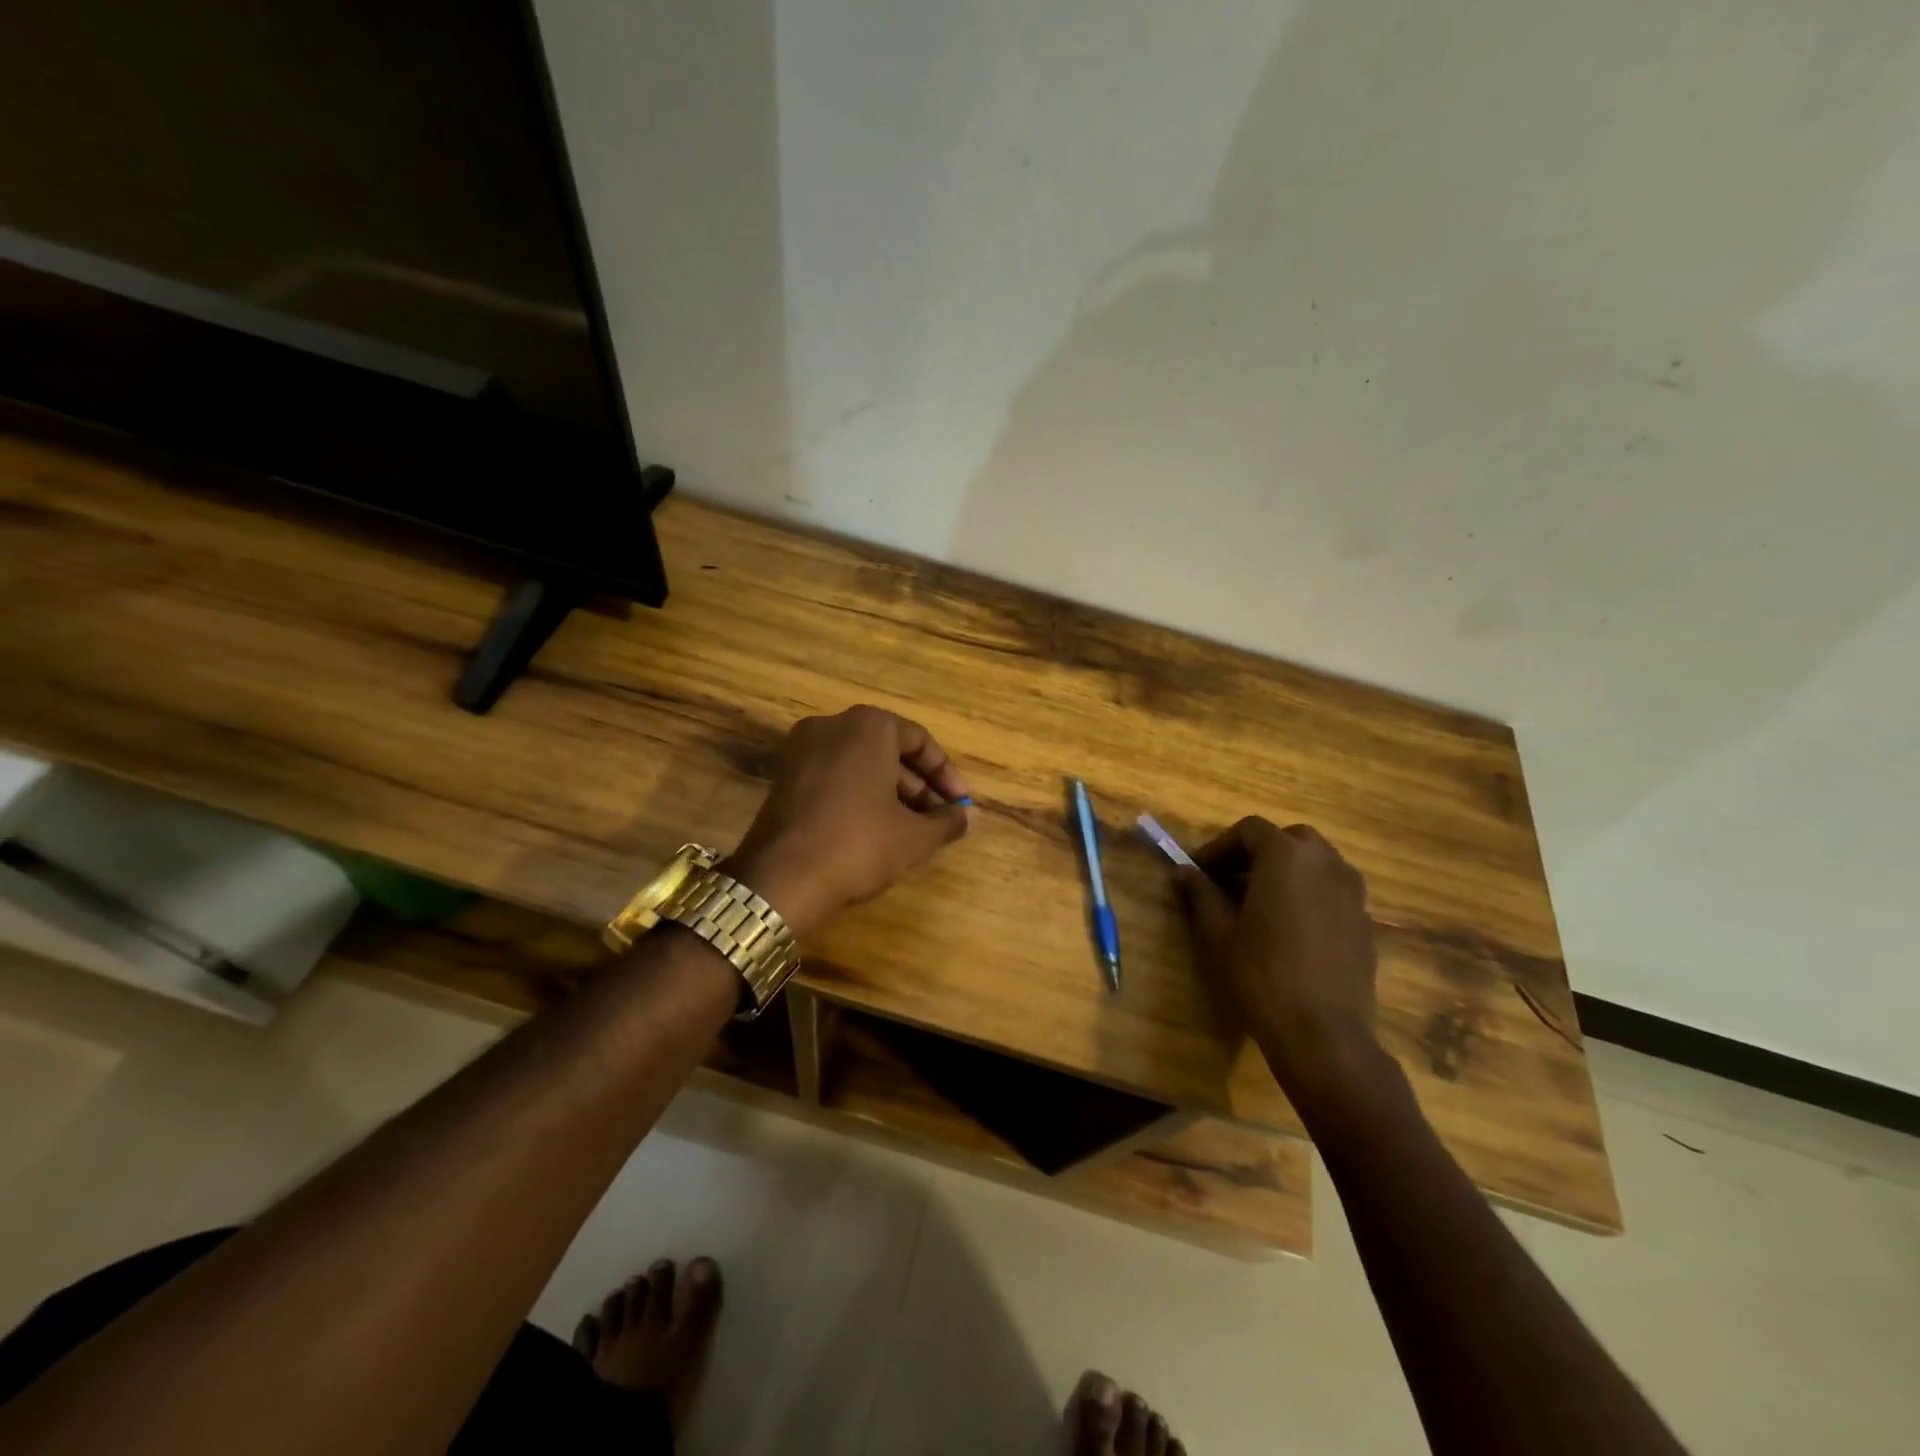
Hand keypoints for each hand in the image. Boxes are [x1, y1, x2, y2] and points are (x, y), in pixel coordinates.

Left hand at [725, 706, 973, 937]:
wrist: (780, 879)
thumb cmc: (858, 845)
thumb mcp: (914, 837)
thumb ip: (947, 821)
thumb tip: (970, 817)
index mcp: (868, 726)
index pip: (919, 741)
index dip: (946, 776)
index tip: (961, 805)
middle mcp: (833, 725)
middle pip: (888, 751)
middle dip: (918, 787)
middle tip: (940, 820)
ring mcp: (802, 749)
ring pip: (861, 765)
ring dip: (892, 794)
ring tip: (914, 830)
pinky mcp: (784, 776)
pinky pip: (835, 776)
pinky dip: (860, 796)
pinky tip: (877, 831)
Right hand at [1174, 818, 1386, 1101]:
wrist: (1324, 1035)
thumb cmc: (1262, 975)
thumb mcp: (1218, 933)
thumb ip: (1200, 893)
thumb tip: (1181, 871)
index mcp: (1286, 857)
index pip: (1249, 830)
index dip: (1220, 847)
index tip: (1200, 871)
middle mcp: (1326, 863)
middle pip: (1288, 839)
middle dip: (1257, 853)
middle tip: (1231, 881)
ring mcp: (1352, 892)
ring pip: (1316, 863)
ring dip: (1287, 871)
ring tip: (1261, 904)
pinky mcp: (1365, 922)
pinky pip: (1333, 891)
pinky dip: (1310, 895)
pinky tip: (1291, 930)